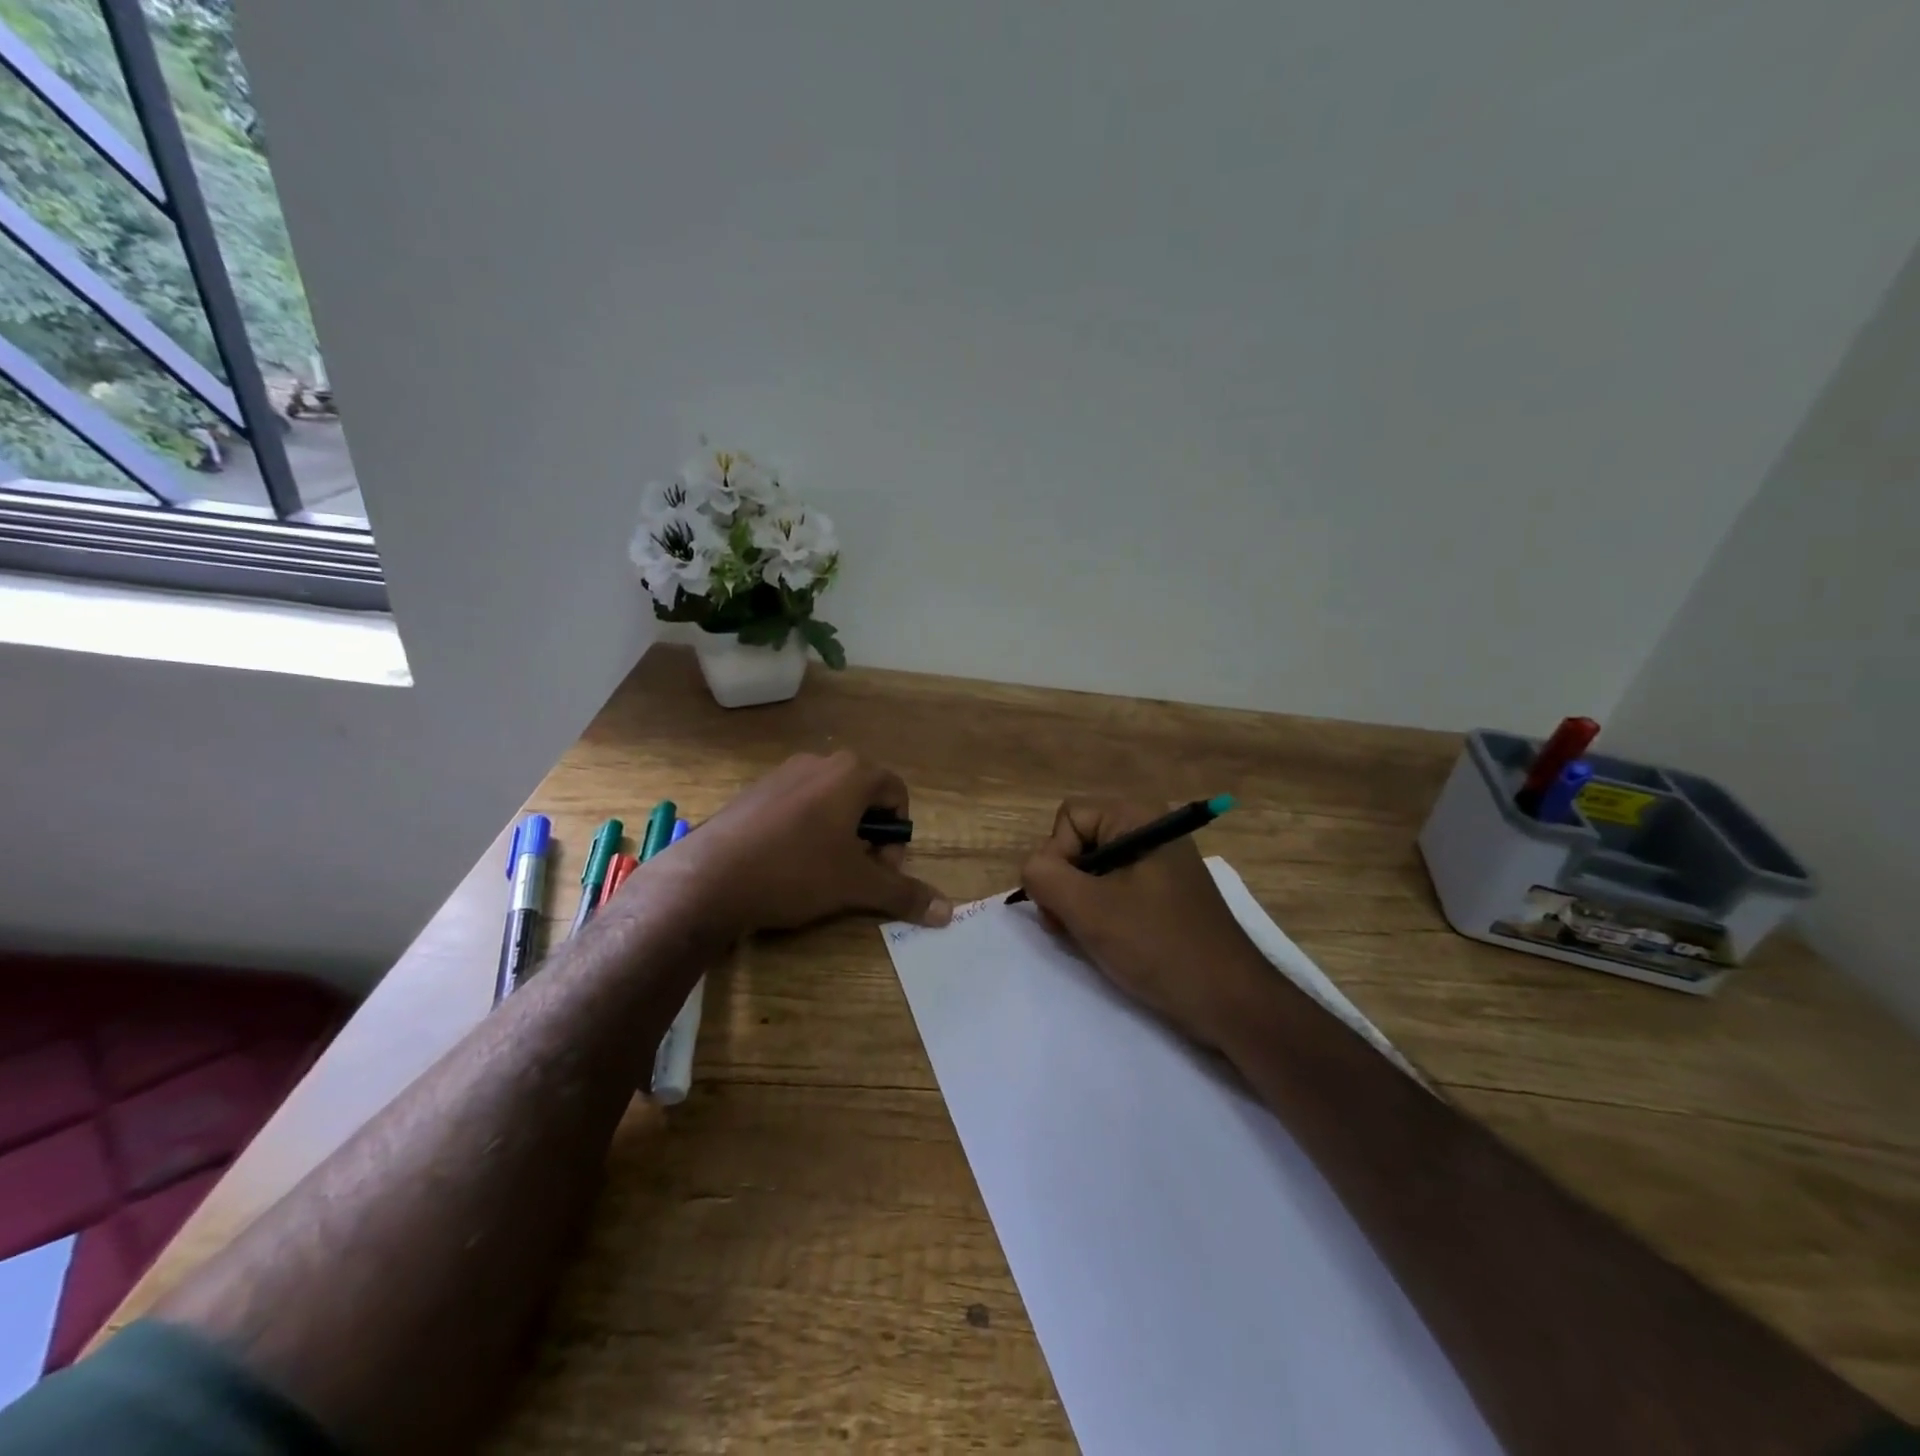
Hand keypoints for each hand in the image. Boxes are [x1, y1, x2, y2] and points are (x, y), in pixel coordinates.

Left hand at [638, 751, 952, 935]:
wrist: (708, 878)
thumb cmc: (795, 871)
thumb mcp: (856, 885)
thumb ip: (904, 893)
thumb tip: (948, 912)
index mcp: (851, 773)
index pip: (896, 792)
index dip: (897, 833)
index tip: (881, 866)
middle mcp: (819, 763)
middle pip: (863, 794)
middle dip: (869, 833)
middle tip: (855, 871)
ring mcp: (782, 774)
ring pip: (829, 800)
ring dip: (838, 832)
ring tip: (820, 871)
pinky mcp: (754, 791)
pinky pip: (797, 805)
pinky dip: (806, 830)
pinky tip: (786, 864)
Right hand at [1019, 798, 1273, 1052]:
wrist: (1228, 1001)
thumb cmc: (1158, 946)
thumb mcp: (1089, 908)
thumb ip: (1044, 876)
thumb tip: (1032, 869)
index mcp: (1139, 818)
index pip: (1068, 817)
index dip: (1056, 856)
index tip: (1067, 900)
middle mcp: (1150, 831)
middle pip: (1078, 842)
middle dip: (1065, 884)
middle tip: (1072, 925)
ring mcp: (1158, 864)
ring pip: (1091, 871)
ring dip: (1079, 904)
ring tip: (1091, 939)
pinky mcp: (1162, 895)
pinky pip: (1113, 891)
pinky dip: (1100, 915)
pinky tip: (1108, 943)